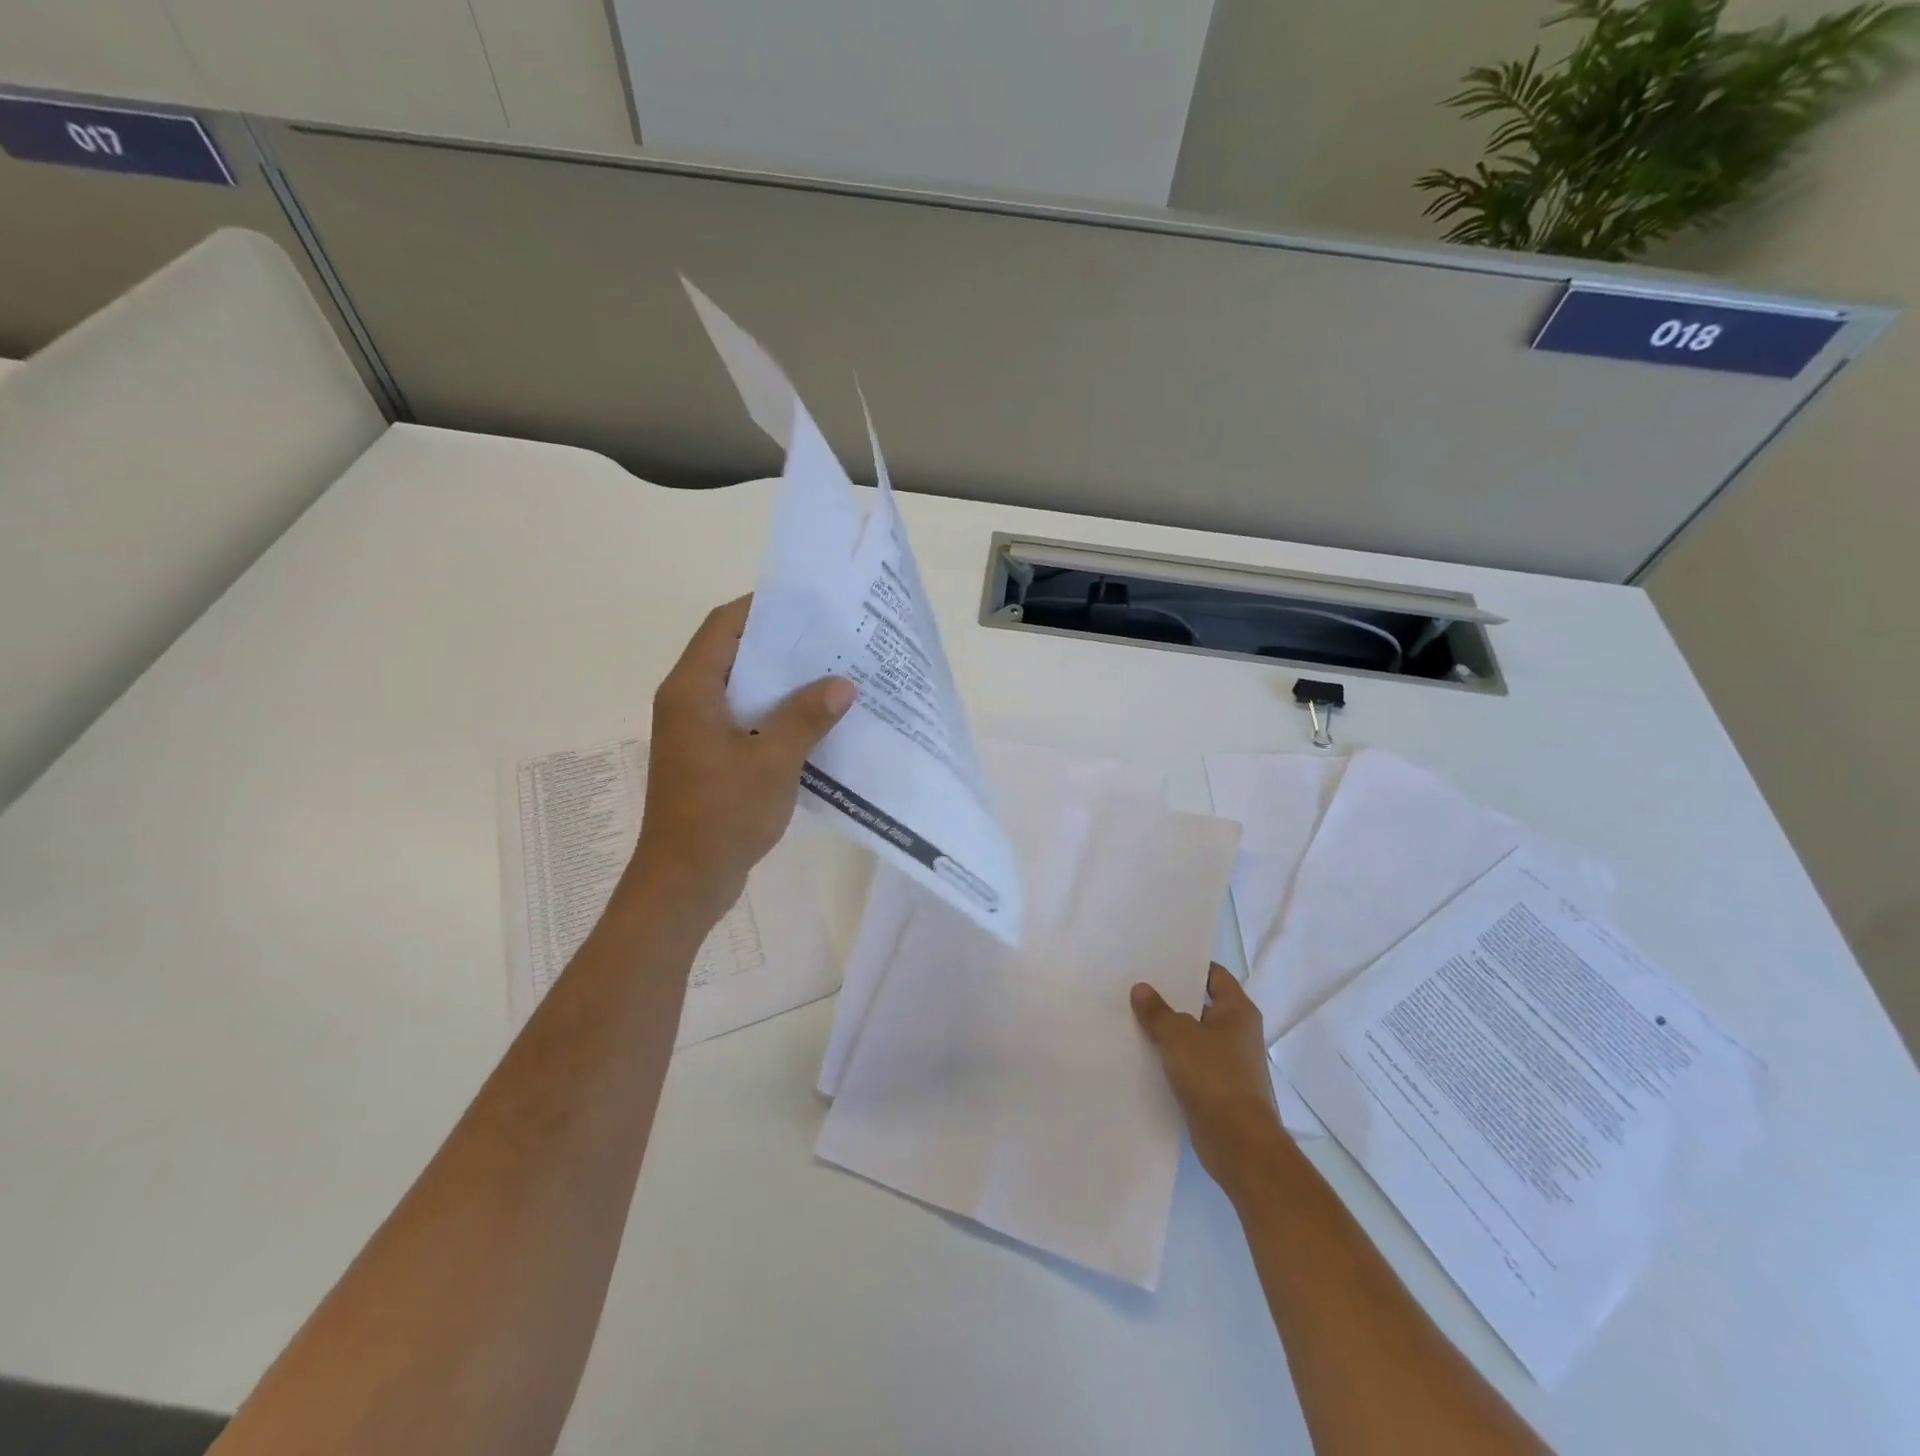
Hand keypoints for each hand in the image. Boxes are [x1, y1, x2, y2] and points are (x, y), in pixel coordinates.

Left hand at [624, 596, 855, 922]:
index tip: (808, 604)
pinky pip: (745, 721)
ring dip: (782, 684)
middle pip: (734, 655)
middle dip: (781, 646)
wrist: (685, 881)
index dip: (763, 608)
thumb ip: (806, 717)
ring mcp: (697, 733)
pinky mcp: (709, 759)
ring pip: (742, 690)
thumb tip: (842, 684)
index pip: (724, 626)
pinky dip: (776, 716)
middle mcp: (689, 703)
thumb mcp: (773, 761)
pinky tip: (815, 723)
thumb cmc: (722, 814)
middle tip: (831, 641)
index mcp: (692, 690)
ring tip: (832, 676)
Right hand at [1132, 965, 1289, 1197]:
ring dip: (1170, 1030)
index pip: (1214, 975)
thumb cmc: (1214, 1076)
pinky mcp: (1219, 1088)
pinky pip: (1192, 1063)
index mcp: (1238, 1011)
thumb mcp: (1178, 1035)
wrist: (1238, 1143)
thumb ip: (1157, 1011)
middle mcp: (1238, 1032)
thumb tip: (1141, 989)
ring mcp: (1230, 1062)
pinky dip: (1173, 1058)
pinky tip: (1145, 1054)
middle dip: (1172, 998)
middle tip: (1138, 986)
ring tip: (1134, 1017)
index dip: (1188, 965)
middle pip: (1202, 1004)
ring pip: (1194, 1036)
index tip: (1158, 960)